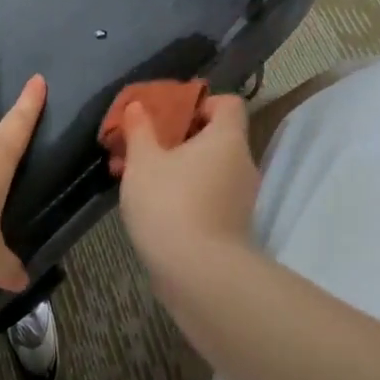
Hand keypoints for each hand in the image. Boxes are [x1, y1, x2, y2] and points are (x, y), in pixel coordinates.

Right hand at [113, 94, 260, 276]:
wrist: (199, 276)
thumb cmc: (170, 203)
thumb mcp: (143, 161)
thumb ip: (139, 130)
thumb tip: (137, 106)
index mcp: (227, 139)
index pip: (228, 104)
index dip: (201, 102)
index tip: (170, 114)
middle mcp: (242, 164)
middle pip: (215, 137)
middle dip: (179, 138)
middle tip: (145, 146)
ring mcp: (241, 199)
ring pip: (208, 169)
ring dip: (178, 168)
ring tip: (140, 177)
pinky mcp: (232, 227)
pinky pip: (209, 195)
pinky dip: (185, 194)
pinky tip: (154, 206)